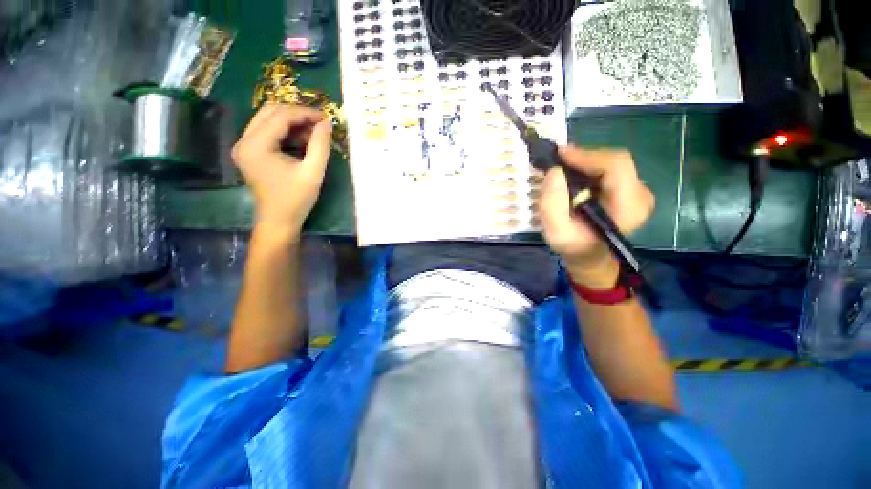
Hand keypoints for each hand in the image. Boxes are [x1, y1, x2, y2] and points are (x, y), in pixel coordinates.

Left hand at [232, 104, 331, 234]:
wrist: (279, 221)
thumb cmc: (296, 199)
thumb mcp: (313, 172)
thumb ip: (320, 145)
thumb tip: (327, 123)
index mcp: (256, 145)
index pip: (281, 115)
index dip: (305, 113)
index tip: (327, 118)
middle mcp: (244, 140)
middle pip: (270, 112)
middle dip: (297, 115)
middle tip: (320, 124)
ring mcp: (245, 146)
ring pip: (268, 120)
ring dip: (292, 123)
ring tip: (313, 135)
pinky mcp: (250, 153)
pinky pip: (268, 132)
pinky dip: (286, 133)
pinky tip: (302, 142)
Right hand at [537, 146, 653, 286]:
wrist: (590, 256)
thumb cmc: (574, 246)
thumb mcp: (556, 232)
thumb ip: (551, 205)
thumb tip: (554, 171)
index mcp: (629, 207)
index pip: (616, 166)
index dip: (587, 155)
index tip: (559, 154)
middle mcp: (641, 195)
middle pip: (615, 160)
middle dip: (584, 158)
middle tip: (557, 161)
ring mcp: (639, 191)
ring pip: (613, 162)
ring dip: (585, 162)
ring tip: (563, 168)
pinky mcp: (631, 189)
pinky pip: (611, 169)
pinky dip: (590, 168)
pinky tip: (574, 175)